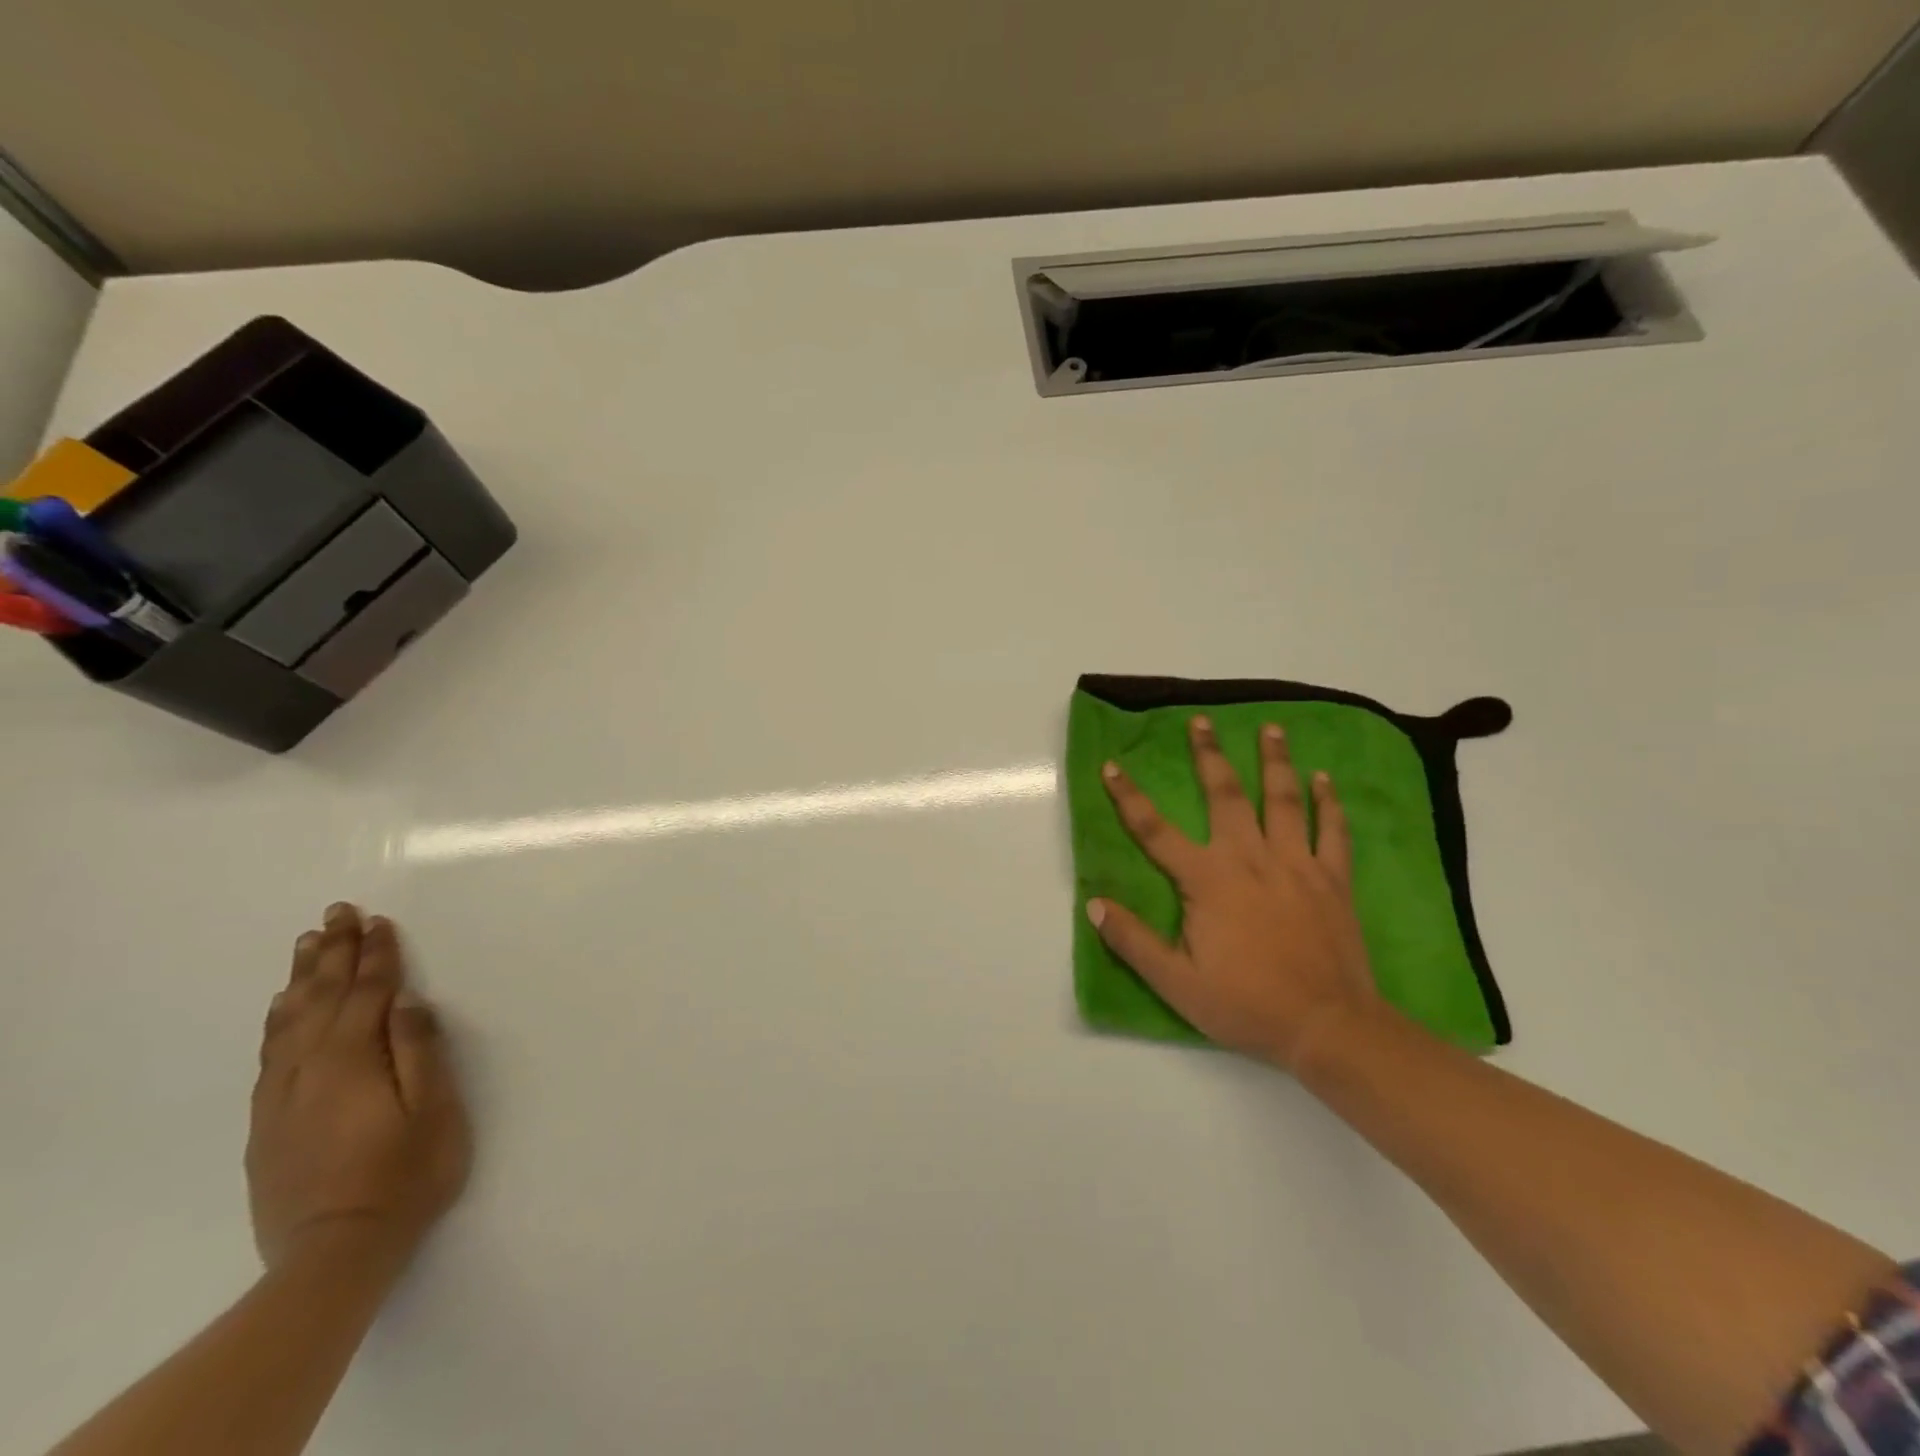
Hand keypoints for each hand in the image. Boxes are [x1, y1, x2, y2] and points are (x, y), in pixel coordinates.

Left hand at [247, 904, 471, 1274]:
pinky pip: (271, 1051)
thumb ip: (419, 1051)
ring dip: (304, 977)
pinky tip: (282, 1006)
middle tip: (338, 912)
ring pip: (290, 1020)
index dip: (376, 955)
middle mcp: (310, 1068)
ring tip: (309, 942)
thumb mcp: (433, 1111)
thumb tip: (407, 1001)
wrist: (333, 1254)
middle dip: (335, 952)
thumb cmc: (405, 1175)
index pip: (368, 993)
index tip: (379, 921)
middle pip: (323, 997)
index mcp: (354, 1061)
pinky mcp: (268, 1121)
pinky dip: (278, 1019)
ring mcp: (283, 1095)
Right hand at [1087, 715, 1379, 1071]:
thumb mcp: (1176, 983)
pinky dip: (1328, 802)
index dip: (1129, 797)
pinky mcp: (1333, 880)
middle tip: (1203, 721)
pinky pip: (1332, 831)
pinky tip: (1324, 778)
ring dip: (1275, 761)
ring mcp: (1296, 865)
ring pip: (1282, 800)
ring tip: (1271, 727)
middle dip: (1210, 756)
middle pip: (1225, 796)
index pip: (1156, 831)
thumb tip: (1095, 904)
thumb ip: (1134, 941)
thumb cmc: (1246, 1005)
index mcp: (1208, 880)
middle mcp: (1250, 859)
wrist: (1328, 1027)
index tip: (1113, 766)